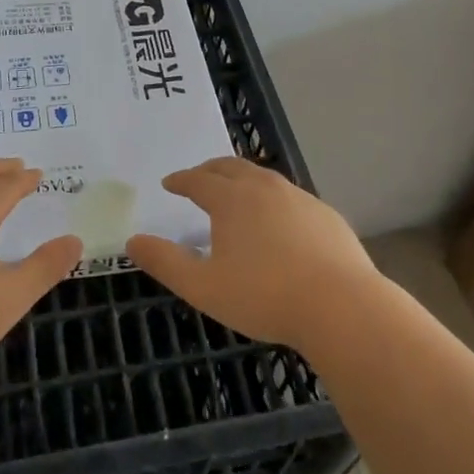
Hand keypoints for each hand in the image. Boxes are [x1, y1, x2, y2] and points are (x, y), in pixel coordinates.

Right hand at [126, 158, 380, 350]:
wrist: (341, 306)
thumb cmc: (264, 296)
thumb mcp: (203, 287)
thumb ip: (165, 262)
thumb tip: (132, 241)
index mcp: (232, 199)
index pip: (198, 180)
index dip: (181, 180)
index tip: (169, 183)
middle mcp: (265, 188)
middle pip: (231, 167)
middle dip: (210, 170)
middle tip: (198, 178)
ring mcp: (300, 198)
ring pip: (263, 178)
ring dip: (242, 180)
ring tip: (235, 194)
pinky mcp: (325, 214)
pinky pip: (290, 197)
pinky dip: (272, 200)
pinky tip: (278, 221)